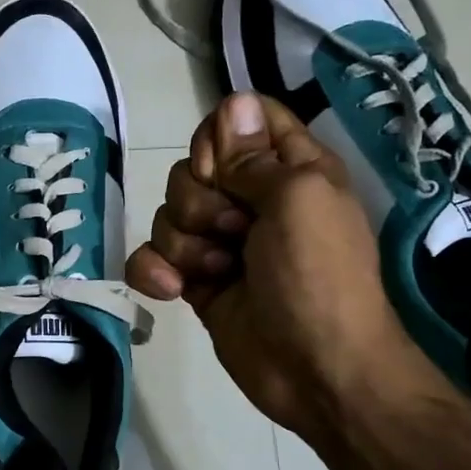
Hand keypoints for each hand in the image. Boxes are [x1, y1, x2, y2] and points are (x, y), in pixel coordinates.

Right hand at [125, 92, 430, 437]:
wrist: (316, 370)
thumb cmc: (318, 277)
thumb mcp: (298, 199)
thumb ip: (255, 155)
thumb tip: (234, 99)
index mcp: (290, 169)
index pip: (241, 120)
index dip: (220, 139)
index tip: (225, 170)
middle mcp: (253, 199)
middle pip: (193, 168)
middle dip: (199, 201)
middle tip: (233, 232)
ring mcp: (221, 243)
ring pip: (168, 214)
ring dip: (184, 243)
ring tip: (218, 271)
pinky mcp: (196, 281)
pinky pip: (152, 257)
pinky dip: (155, 272)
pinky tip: (174, 291)